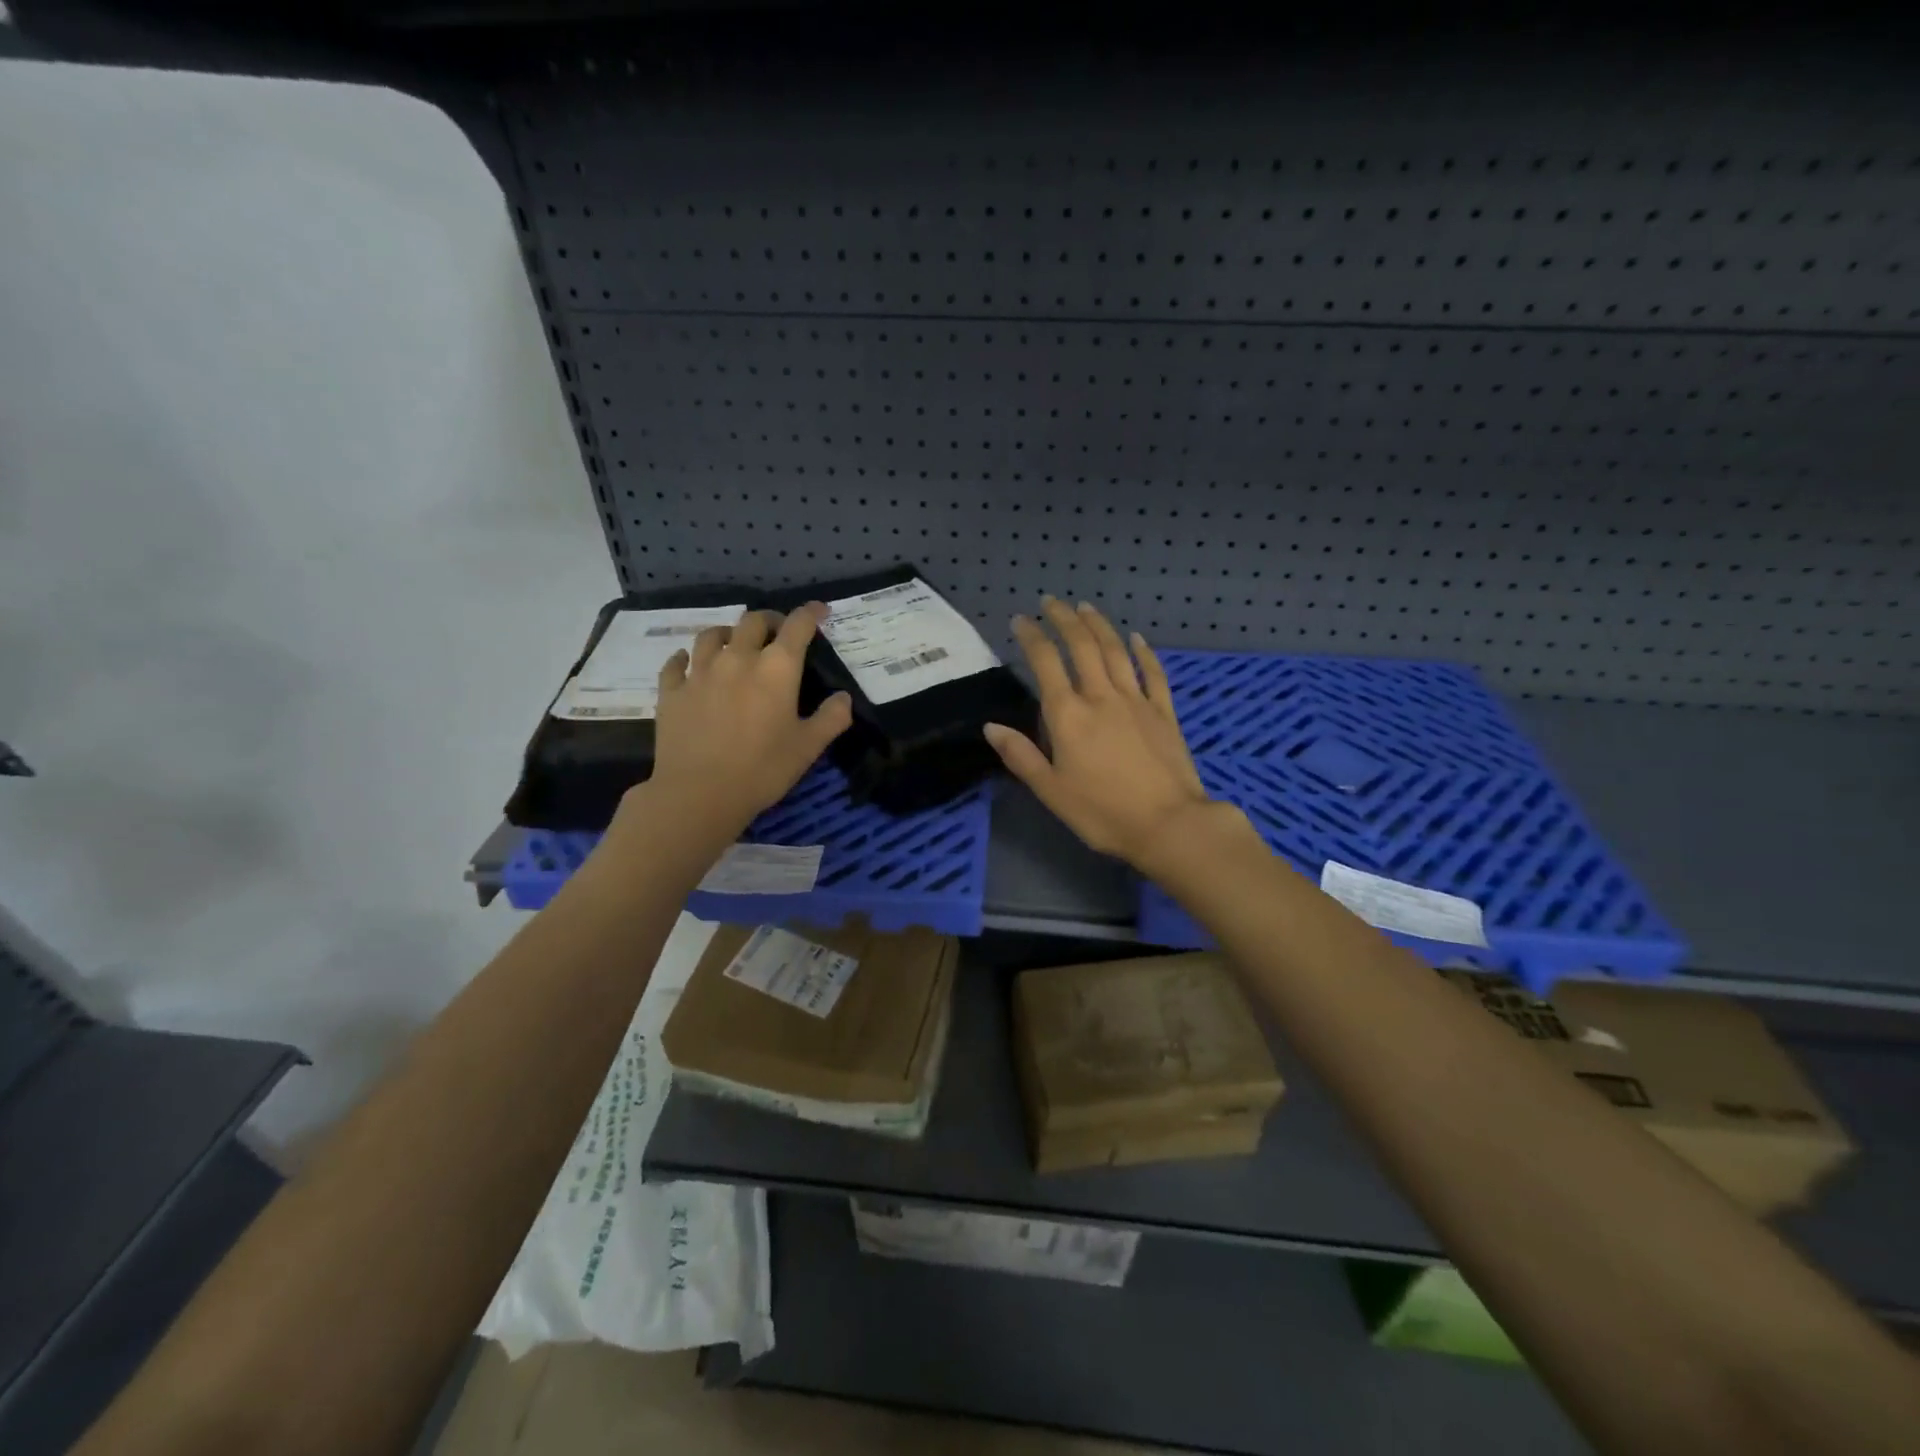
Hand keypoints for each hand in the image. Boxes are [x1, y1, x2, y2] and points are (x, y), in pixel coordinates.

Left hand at [629, 604, 851, 848]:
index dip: (811, 613)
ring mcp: (700, 672)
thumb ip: (831, 718)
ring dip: (728, 633)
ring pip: (712, 635)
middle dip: (770, 620)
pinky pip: (676, 663)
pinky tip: (689, 664)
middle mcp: (738, 658)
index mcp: (777, 668)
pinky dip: (686, 659)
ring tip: (734, 643)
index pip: (798, 626)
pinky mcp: (671, 691)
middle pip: (752, 621)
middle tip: (777, 633)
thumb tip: (844, 697)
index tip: (820, 611)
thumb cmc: (763, 769)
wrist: (699, 793)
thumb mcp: (808, 747)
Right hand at [983, 598, 1213, 867]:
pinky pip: (1152, 673)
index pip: (1045, 663)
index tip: (1020, 620)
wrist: (1169, 824)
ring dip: (1098, 625)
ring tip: (1084, 607)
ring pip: (1115, 651)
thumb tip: (991, 726)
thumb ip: (1021, 756)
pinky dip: (1143, 652)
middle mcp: (1101, 697)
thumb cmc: (1103, 813)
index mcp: (1068, 715)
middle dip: (1063, 619)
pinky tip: (1136, 637)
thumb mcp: (1051, 791)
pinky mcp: (1164, 712)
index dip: (1031, 637)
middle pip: (1082, 646)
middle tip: (1050, 601)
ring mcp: (1136, 701)